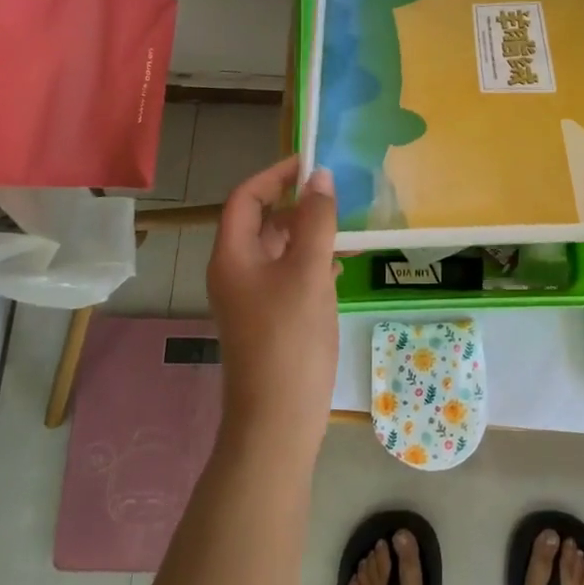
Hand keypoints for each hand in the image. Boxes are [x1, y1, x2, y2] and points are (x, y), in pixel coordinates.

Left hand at [205, 156, 339, 455]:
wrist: (278, 422)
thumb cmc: (289, 340)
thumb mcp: (307, 272)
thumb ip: (316, 220)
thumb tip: (321, 176)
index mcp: (233, 255)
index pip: (246, 197)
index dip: (276, 175)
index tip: (313, 162)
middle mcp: (238, 270)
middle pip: (264, 220)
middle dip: (299, 202)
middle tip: (340, 192)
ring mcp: (255, 296)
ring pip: (281, 247)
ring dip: (311, 232)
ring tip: (349, 225)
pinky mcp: (273, 316)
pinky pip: (291, 273)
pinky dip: (314, 260)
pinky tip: (342, 263)